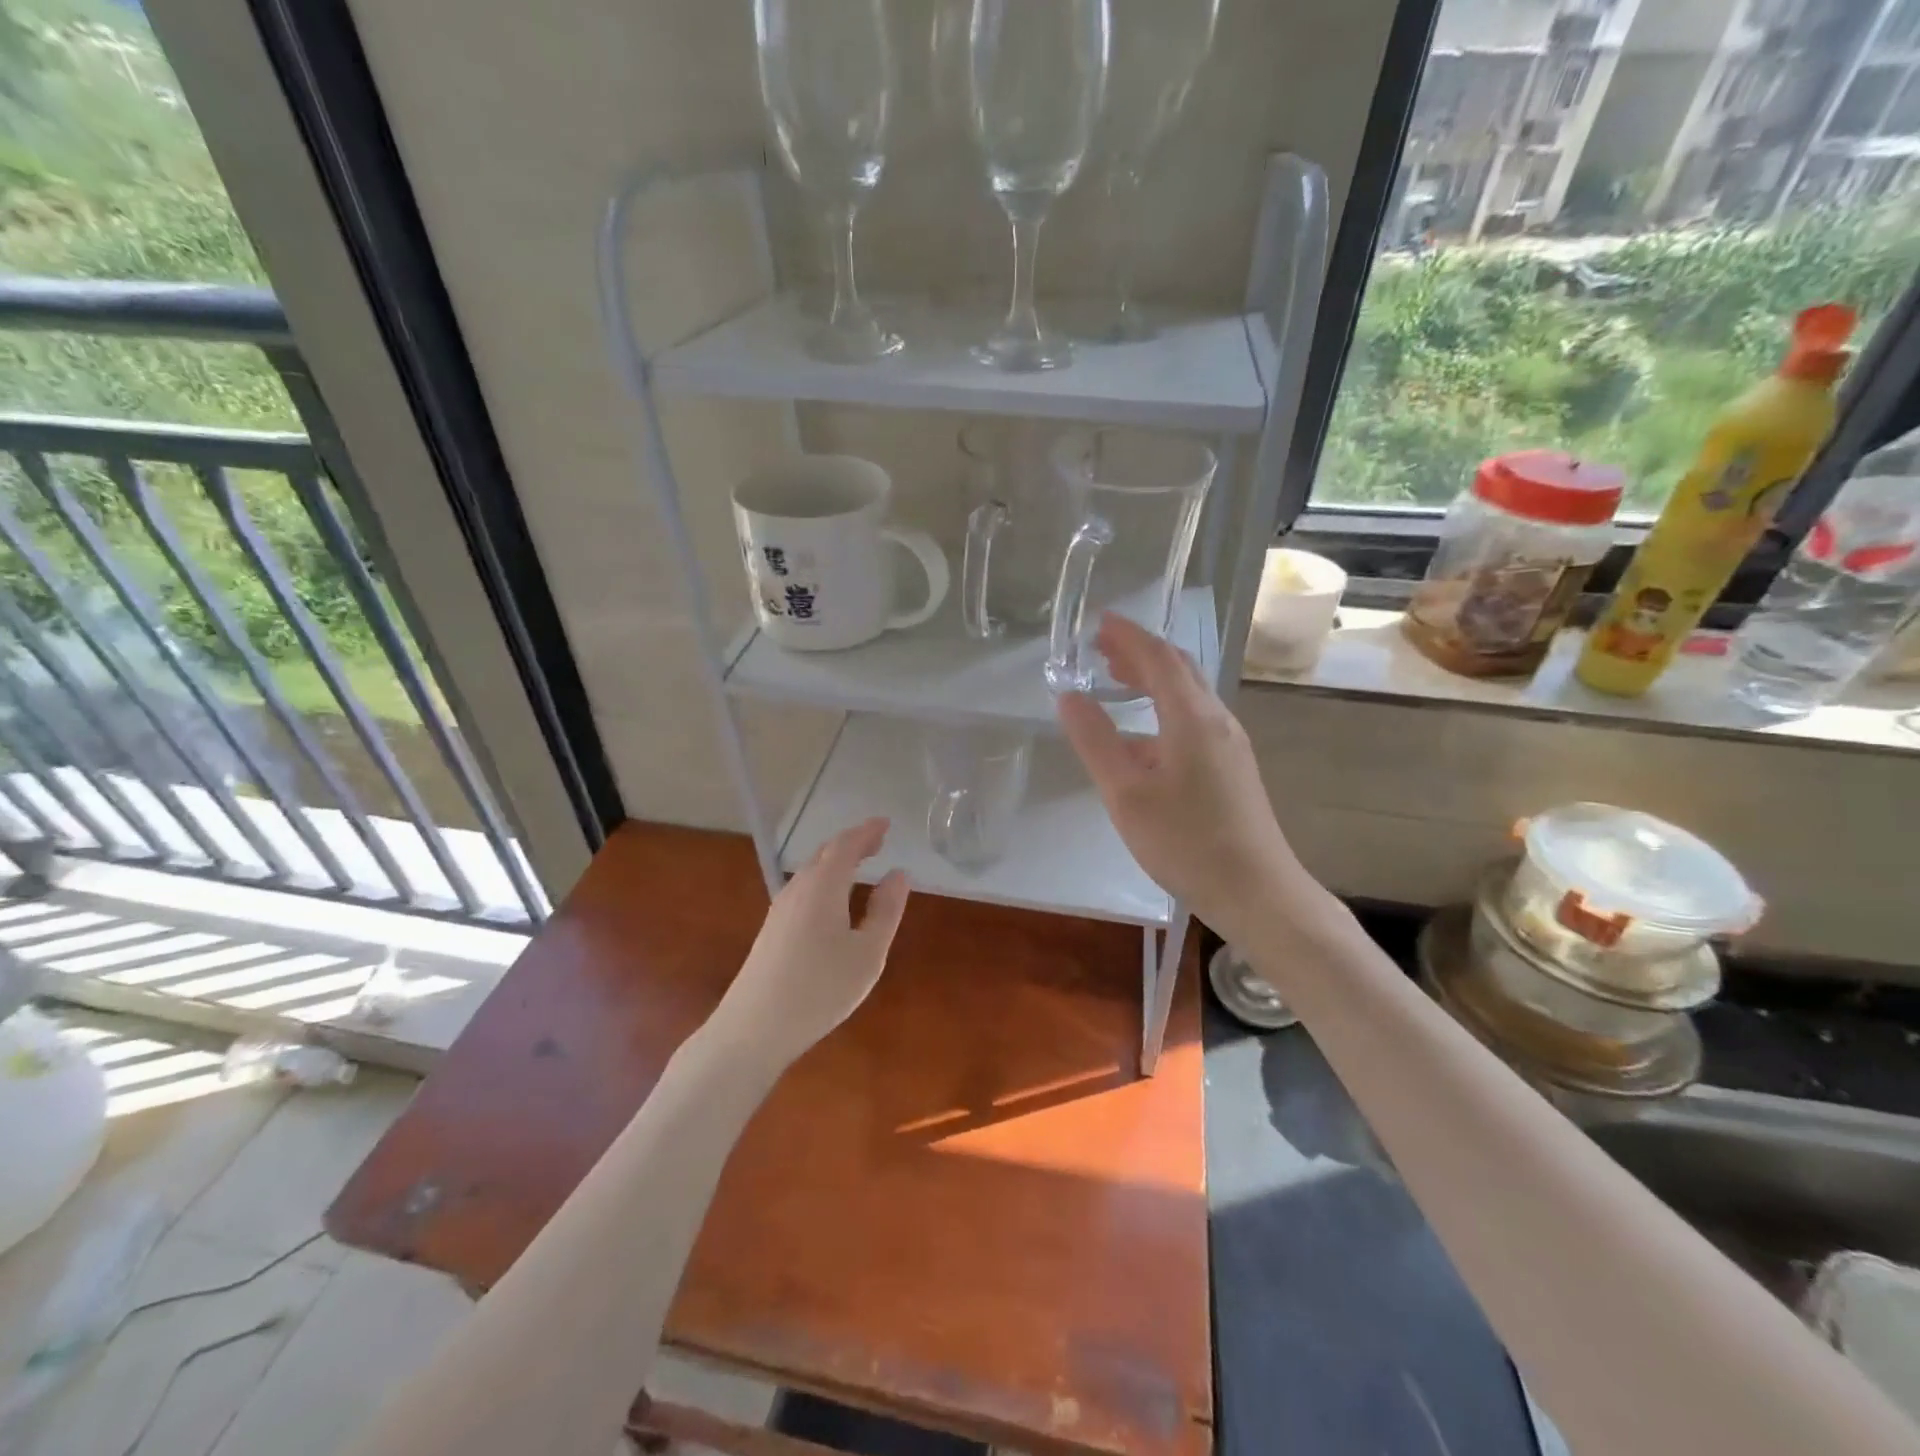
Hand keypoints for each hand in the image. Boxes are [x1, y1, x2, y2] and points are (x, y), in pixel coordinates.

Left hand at [709, 818, 909, 1068]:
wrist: (753, 1028)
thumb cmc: (820, 989)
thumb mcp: (867, 953)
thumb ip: (885, 910)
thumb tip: (898, 874)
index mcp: (823, 886)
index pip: (846, 845)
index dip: (867, 832)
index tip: (886, 824)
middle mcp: (798, 888)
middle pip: (825, 853)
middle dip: (853, 843)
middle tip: (878, 842)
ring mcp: (780, 909)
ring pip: (811, 871)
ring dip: (837, 861)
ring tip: (860, 865)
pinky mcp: (772, 929)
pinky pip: (804, 888)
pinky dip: (825, 880)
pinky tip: (833, 901)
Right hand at [1056, 614, 1322, 943]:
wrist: (1256, 891)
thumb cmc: (1185, 841)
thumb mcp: (1126, 793)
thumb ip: (1095, 741)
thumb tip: (1069, 696)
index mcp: (1191, 717)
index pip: (1158, 658)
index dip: (1127, 635)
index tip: (1098, 621)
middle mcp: (1216, 720)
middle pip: (1178, 670)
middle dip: (1139, 651)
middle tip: (1101, 647)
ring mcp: (1230, 744)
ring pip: (1188, 695)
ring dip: (1152, 678)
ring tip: (1117, 678)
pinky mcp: (1232, 767)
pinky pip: (1194, 719)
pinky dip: (1163, 707)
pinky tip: (1143, 735)